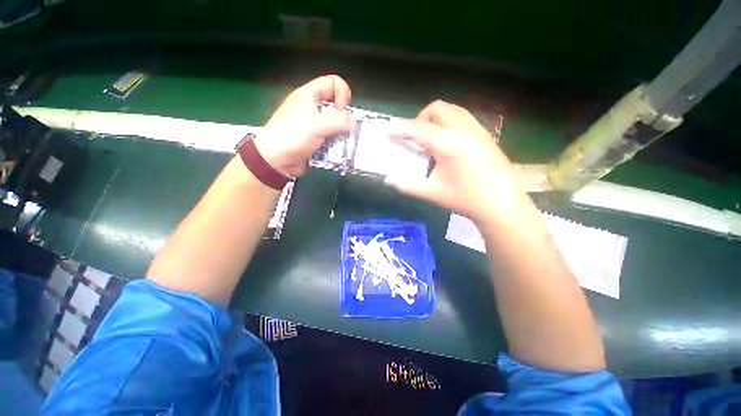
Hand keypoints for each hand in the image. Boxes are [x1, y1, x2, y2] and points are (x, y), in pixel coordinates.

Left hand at [255, 75, 352, 176]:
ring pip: (335, 124)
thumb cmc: (294, 135)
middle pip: (335, 105)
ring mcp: (313, 125)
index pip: (332, 83)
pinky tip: (337, 152)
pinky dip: (336, 144)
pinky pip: (331, 138)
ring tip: (342, 144)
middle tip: (343, 130)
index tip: (342, 111)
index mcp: (308, 95)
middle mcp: (311, 108)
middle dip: (344, 118)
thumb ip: (340, 121)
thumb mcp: (318, 124)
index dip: (342, 93)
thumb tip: (353, 124)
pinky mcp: (315, 140)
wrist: (277, 160)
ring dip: (341, 134)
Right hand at [385, 100, 525, 225]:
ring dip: (435, 117)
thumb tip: (388, 180)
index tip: (388, 128)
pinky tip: (448, 142)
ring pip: (452, 110)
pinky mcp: (485, 134)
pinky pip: (462, 117)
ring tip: (430, 137)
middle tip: (414, 137)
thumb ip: (408, 185)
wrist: (502, 204)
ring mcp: (477, 130)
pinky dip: (448, 121)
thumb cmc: (466, 199)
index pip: (419, 129)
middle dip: (420, 118)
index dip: (401, 127)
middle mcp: (463, 130)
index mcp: (449, 145)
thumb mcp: (433, 193)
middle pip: (437, 108)